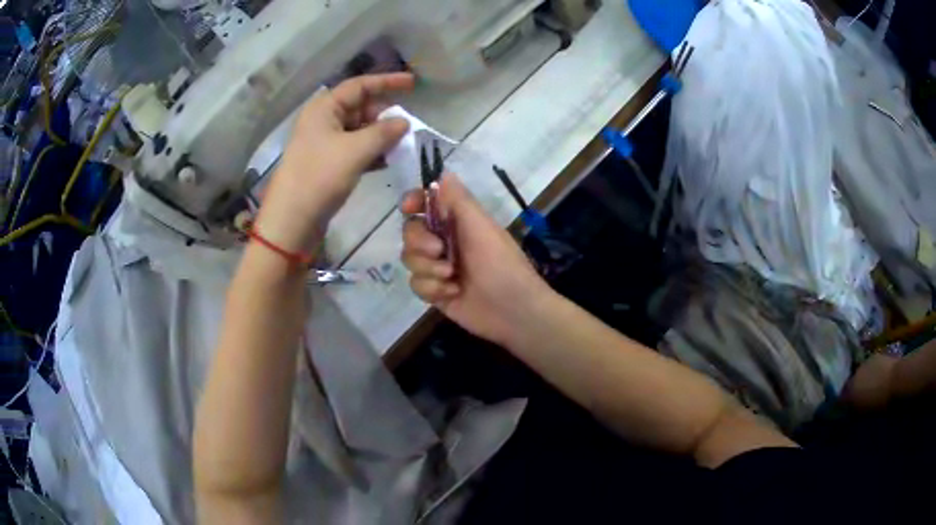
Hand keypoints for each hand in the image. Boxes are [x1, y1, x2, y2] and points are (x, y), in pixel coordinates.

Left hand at [256, 73, 414, 251]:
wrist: (292, 220)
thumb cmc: (319, 177)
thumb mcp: (355, 151)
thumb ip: (383, 132)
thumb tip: (404, 122)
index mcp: (324, 107)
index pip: (360, 86)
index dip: (387, 82)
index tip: (413, 84)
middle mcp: (323, 120)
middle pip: (361, 107)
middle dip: (384, 116)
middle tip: (406, 129)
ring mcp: (324, 142)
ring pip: (359, 130)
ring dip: (380, 136)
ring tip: (401, 147)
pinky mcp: (327, 162)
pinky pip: (354, 148)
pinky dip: (371, 152)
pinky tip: (387, 162)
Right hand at [400, 174, 552, 347]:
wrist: (513, 311)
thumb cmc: (502, 264)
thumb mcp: (481, 227)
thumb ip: (459, 200)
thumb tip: (443, 171)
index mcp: (457, 221)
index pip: (425, 204)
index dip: (413, 202)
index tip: (408, 207)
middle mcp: (445, 241)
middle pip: (410, 232)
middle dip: (420, 242)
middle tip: (440, 251)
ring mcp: (438, 267)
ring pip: (409, 259)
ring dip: (428, 268)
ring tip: (452, 277)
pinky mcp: (435, 292)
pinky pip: (415, 284)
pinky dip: (432, 288)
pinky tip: (452, 293)